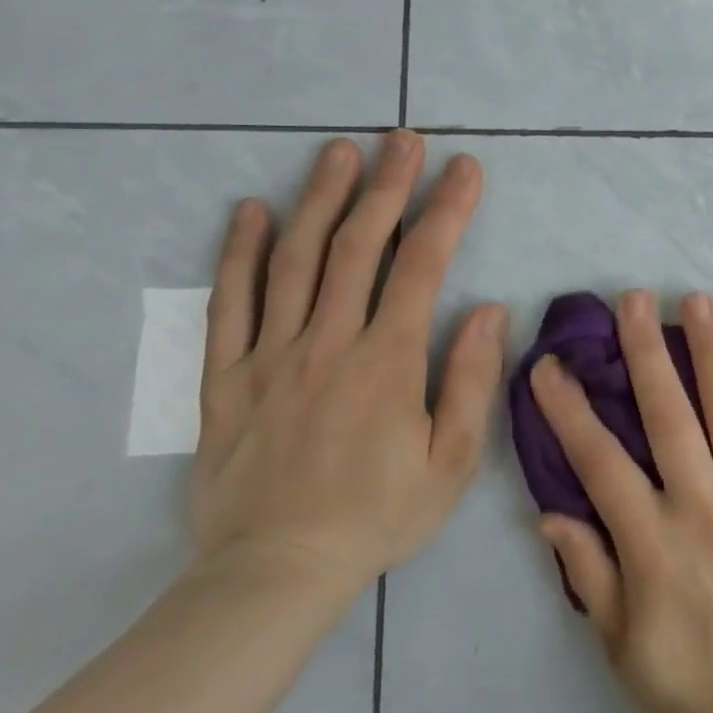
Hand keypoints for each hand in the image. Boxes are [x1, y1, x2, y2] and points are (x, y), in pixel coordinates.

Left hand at [188, 131, 506, 599]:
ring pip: (294, 261)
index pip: (423, 265)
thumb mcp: (453, 460)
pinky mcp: (226, 379)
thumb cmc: (379, 514)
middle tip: (403, 138)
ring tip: (338, 151)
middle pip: (358, 246)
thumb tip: (487, 308)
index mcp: (387, 361)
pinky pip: (228, 305)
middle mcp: (327, 343)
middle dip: (386, 185)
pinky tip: (250, 211)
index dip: (447, 209)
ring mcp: (270, 357)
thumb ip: (470, 379)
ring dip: (319, 199)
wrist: (275, 574)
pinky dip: (239, 253)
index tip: (466, 167)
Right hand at [529, 289, 712, 712]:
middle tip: (633, 299)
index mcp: (652, 542)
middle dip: (646, 352)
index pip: (599, 461)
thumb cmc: (694, 692)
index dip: (569, 410)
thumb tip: (552, 513)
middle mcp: (703, 506)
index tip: (549, 365)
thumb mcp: (621, 650)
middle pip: (668, 415)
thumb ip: (591, 575)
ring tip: (699, 301)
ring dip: (712, 352)